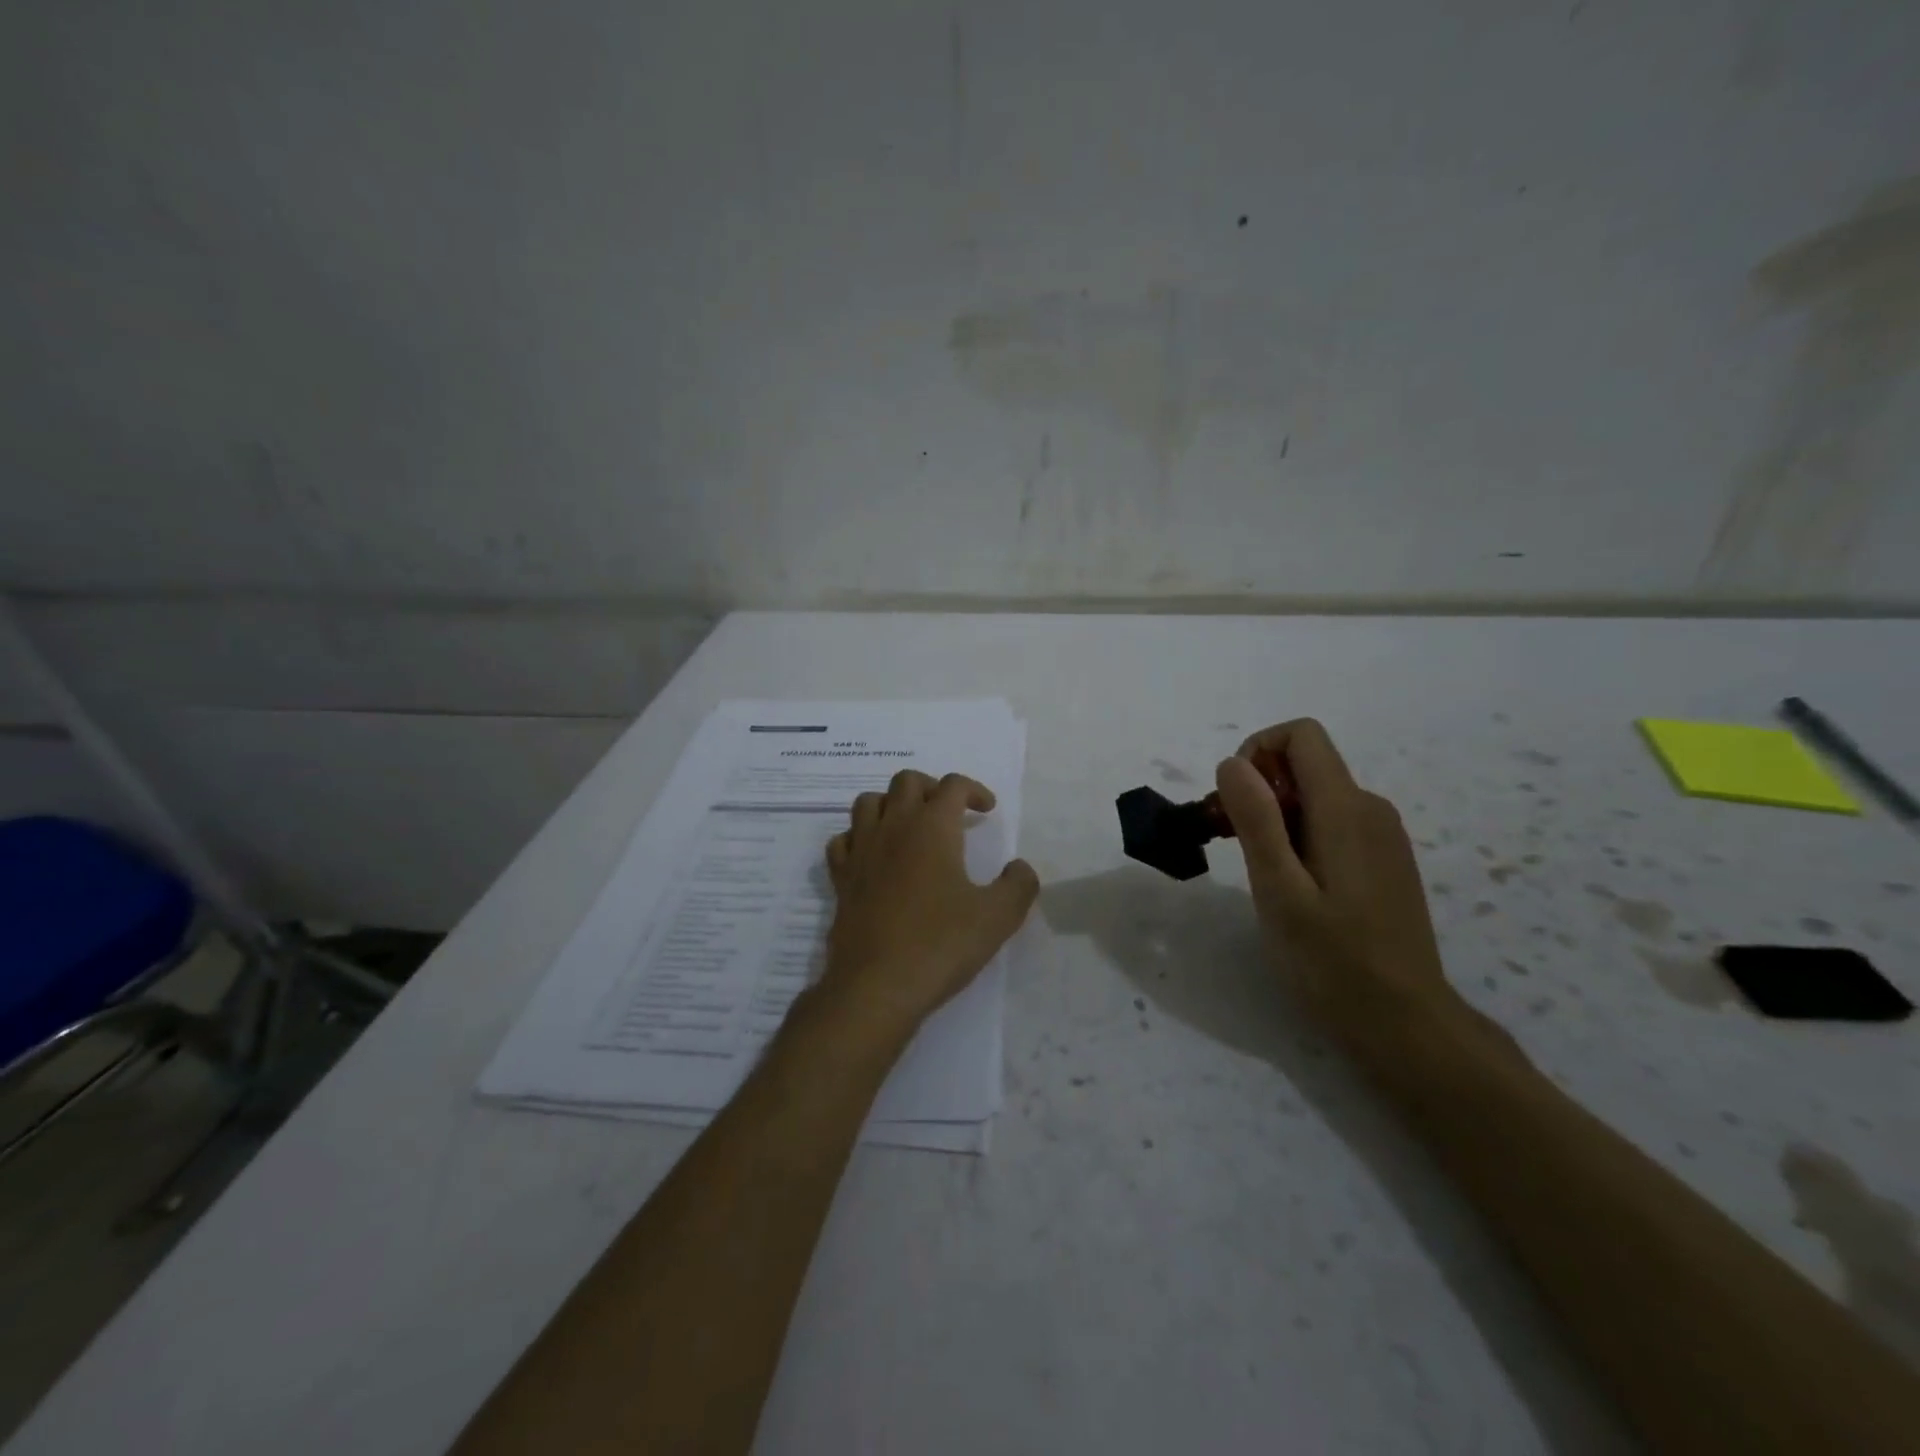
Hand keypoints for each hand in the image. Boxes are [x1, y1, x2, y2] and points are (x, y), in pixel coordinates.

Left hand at [820, 770, 1039, 1036]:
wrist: (877, 986)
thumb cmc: (941, 944)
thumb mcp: (998, 917)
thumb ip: (1018, 885)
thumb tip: (1020, 867)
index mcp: (932, 828)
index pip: (953, 786)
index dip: (974, 790)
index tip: (987, 811)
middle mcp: (893, 827)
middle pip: (906, 781)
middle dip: (932, 788)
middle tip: (950, 813)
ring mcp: (861, 851)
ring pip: (869, 802)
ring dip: (892, 804)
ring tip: (910, 827)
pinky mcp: (841, 878)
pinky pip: (843, 840)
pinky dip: (859, 837)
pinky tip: (874, 856)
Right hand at [1214, 720, 1459, 1058]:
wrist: (1406, 1024)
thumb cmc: (1333, 961)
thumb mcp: (1279, 891)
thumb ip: (1257, 821)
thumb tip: (1232, 762)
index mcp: (1346, 809)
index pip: (1301, 735)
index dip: (1257, 750)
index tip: (1234, 802)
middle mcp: (1371, 808)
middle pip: (1306, 764)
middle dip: (1259, 789)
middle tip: (1233, 847)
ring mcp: (1383, 835)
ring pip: (1317, 794)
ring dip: (1276, 816)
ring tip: (1259, 873)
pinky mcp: (1384, 859)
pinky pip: (1334, 821)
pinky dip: (1300, 834)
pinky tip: (1293, 886)